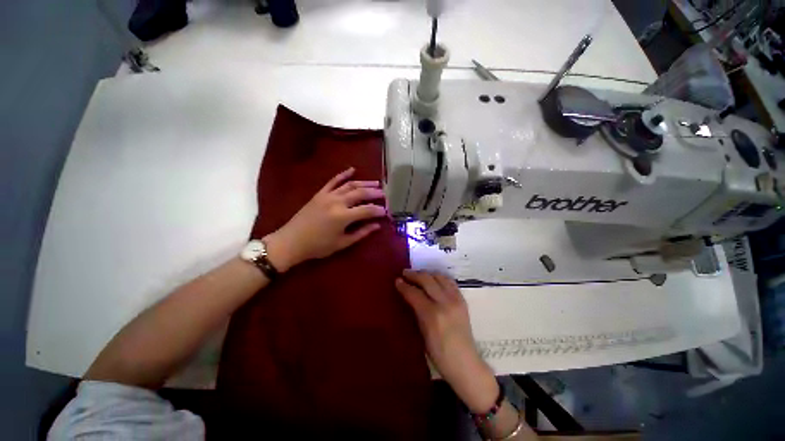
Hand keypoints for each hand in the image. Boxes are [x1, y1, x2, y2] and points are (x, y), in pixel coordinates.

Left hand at [264, 168, 386, 271]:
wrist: (291, 241)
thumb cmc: (318, 246)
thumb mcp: (342, 243)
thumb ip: (361, 233)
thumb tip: (377, 226)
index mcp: (343, 216)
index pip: (367, 210)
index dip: (378, 210)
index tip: (386, 211)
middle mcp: (337, 202)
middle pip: (361, 194)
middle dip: (374, 193)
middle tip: (384, 194)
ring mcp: (328, 195)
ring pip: (350, 185)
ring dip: (364, 183)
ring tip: (376, 183)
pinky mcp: (320, 193)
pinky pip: (333, 181)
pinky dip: (343, 174)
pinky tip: (352, 170)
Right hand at [396, 270, 499, 412]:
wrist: (465, 363)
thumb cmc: (438, 354)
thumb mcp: (422, 333)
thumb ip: (416, 311)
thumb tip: (408, 295)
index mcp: (432, 315)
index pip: (415, 293)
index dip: (404, 286)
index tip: (397, 280)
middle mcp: (445, 303)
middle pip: (427, 280)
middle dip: (414, 274)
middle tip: (405, 272)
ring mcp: (456, 300)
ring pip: (439, 277)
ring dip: (427, 273)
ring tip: (418, 274)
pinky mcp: (463, 300)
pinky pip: (450, 282)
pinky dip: (439, 277)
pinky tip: (433, 279)